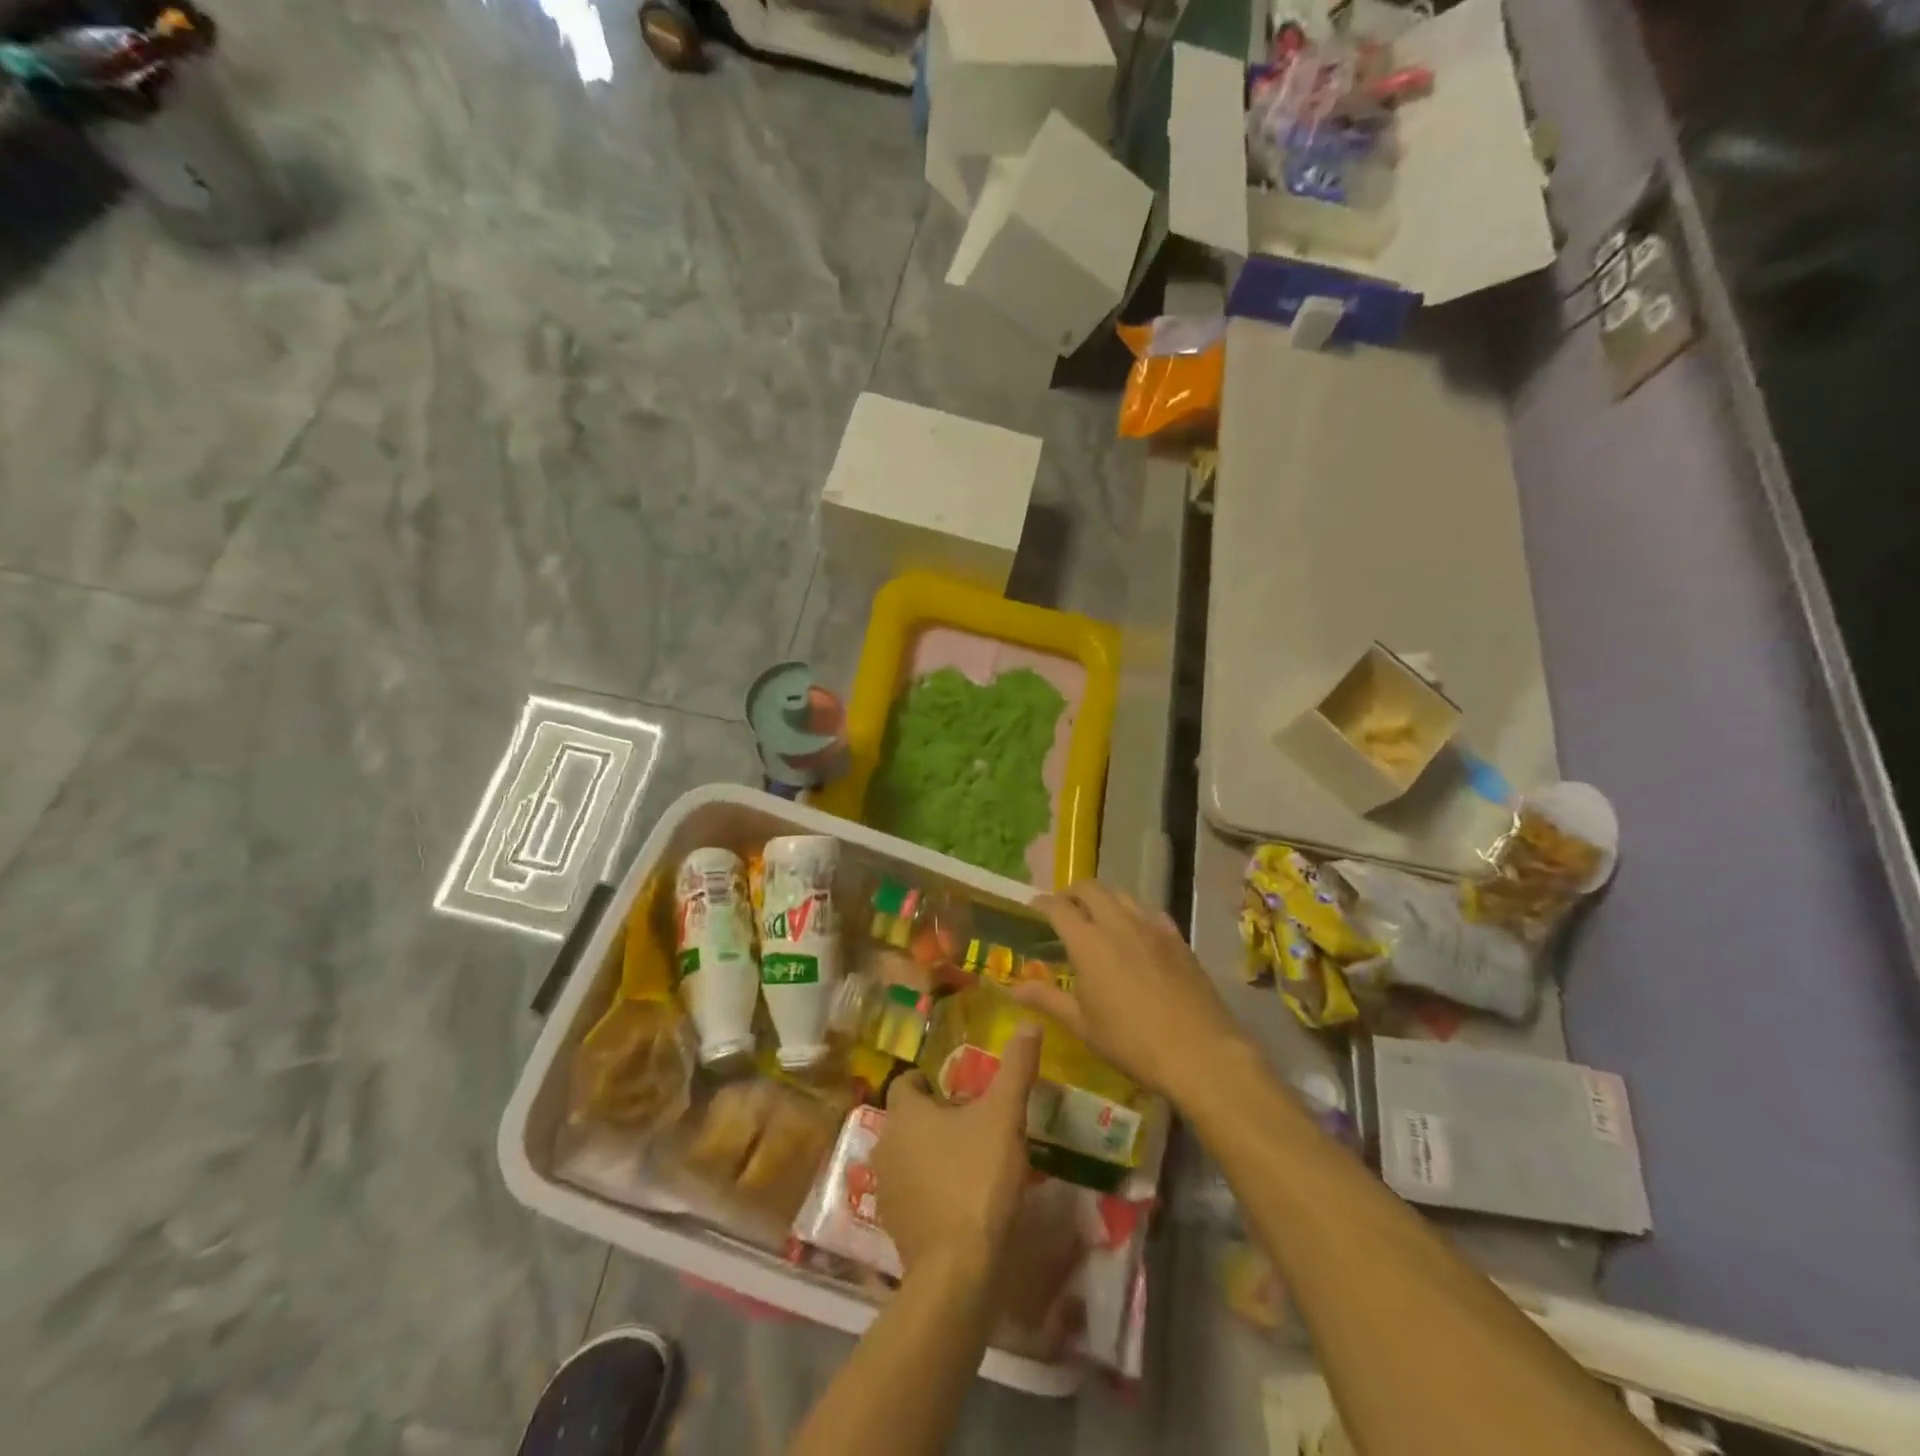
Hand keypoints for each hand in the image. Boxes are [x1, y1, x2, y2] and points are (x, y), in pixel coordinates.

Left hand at [873, 1024, 1041, 1275]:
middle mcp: (885, 1144)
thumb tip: (1030, 1023)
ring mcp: (884, 1188)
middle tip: (971, 1126)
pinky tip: (957, 1202)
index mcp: (905, 1113)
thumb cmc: (978, 1177)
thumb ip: (1016, 1068)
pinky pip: (909, 1193)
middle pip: (906, 1120)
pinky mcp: (891, 1226)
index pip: (907, 1082)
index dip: (930, 1082)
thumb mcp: (1004, 1116)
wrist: (957, 1268)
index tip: (959, 1092)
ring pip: (906, 1157)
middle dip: (933, 1119)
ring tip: (967, 1163)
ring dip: (928, 1156)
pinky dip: (927, 1191)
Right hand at [1013, 881, 1247, 1104]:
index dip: (1042, 904)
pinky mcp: (1177, 938)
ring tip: (1096, 916)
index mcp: (1088, 942)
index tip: (1033, 907)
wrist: (1199, 1052)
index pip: (1058, 908)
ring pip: (1121, 894)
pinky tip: (1135, 931)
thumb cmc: (1131, 1042)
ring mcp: (1151, 927)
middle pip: (1090, 889)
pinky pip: (1149, 911)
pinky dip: (1133, 912)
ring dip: (1103, 898)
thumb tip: (1012, 988)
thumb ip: (1047, 999)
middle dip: (1072, 892)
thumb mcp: (1082, 1025)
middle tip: (1063, 908)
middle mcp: (1118, 923)